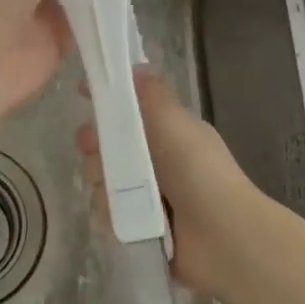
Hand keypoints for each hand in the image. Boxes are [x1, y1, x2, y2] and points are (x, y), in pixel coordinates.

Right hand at [75, 67, 264, 300]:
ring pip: (101, 178)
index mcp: (165, 132)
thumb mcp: (176, 122)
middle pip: (105, 144)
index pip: (127, 109)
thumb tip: (135, 67)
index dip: (104, 100)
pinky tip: (122, 215)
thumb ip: (152, 93)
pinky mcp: (136, 226)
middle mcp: (153, 160)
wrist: (223, 236)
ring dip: (103, 182)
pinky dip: (111, 212)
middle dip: (94, 143)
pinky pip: (106, 211)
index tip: (81, 92)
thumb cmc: (199, 171)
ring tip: (120, 191)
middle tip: (95, 147)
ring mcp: (144, 195)